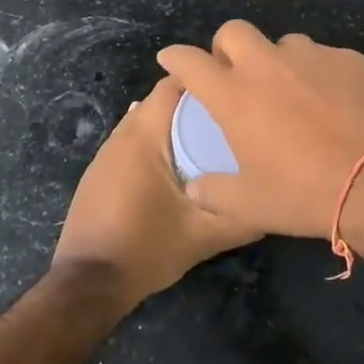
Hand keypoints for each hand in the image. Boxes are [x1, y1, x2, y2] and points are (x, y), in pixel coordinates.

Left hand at [52, 75, 259, 309]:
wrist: (88, 283)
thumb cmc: (146, 249)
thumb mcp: (204, 236)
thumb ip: (242, 217)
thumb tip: (275, 201)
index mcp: (145, 134)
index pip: (175, 84)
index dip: (207, 80)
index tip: (237, 89)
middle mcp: (123, 133)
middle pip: (162, 100)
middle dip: (196, 103)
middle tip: (232, 116)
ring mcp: (108, 152)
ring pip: (148, 120)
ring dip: (176, 123)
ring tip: (213, 136)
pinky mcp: (101, 170)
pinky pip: (135, 140)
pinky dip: (158, 141)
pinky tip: (180, 163)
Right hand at [157, 21, 363, 238]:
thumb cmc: (304, 193)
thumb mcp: (248, 205)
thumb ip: (212, 191)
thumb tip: (195, 187)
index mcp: (234, 95)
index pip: (189, 61)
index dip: (175, 57)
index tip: (171, 58)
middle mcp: (268, 65)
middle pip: (235, 31)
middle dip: (227, 47)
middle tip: (235, 74)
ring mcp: (312, 56)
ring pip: (285, 44)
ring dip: (279, 63)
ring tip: (293, 94)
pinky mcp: (350, 58)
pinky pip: (325, 58)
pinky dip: (320, 75)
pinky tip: (335, 104)